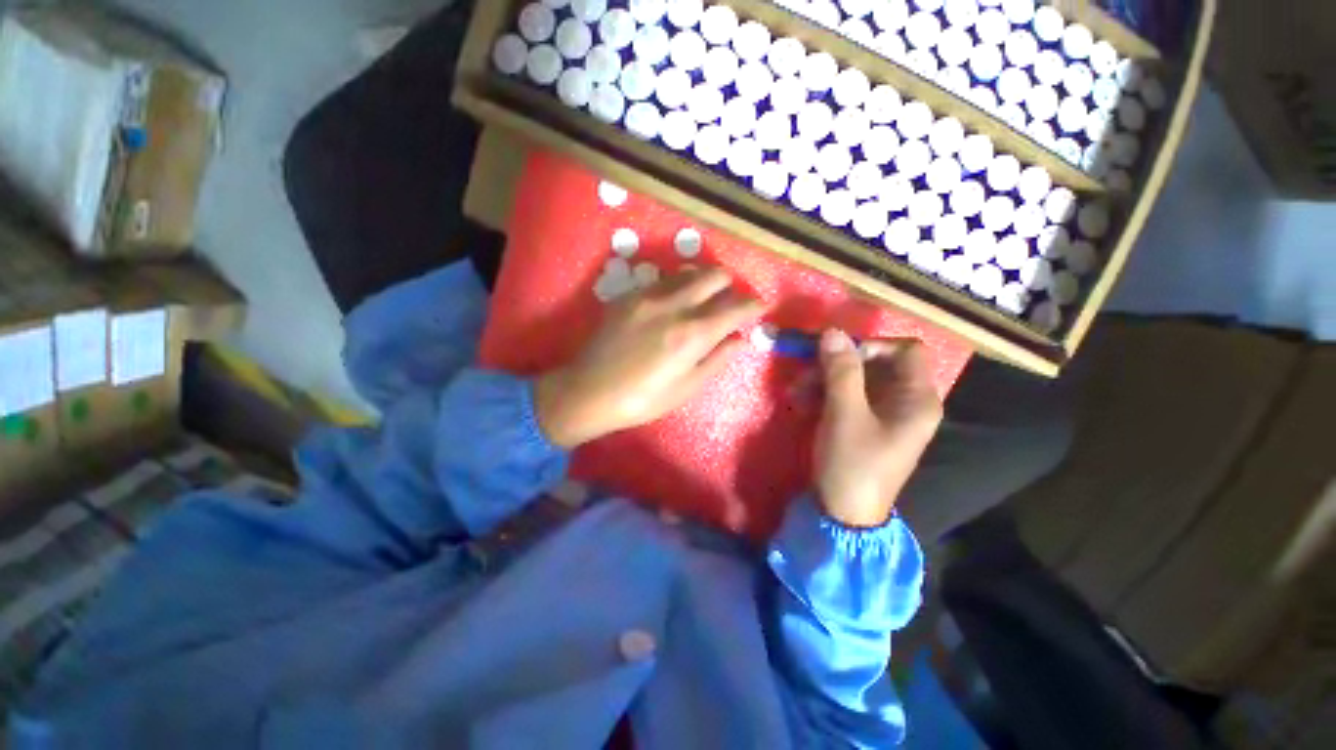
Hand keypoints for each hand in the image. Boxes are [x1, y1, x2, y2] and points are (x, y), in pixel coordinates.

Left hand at [535, 268, 764, 447]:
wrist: (589, 391)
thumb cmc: (642, 399)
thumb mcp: (686, 388)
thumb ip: (717, 359)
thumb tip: (739, 338)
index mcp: (692, 334)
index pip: (735, 307)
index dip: (754, 304)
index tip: (761, 306)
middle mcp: (673, 305)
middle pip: (714, 275)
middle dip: (730, 285)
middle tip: (729, 302)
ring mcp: (648, 295)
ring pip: (688, 271)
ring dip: (704, 282)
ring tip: (702, 300)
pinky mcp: (629, 294)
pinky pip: (664, 279)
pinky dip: (678, 286)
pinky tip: (673, 304)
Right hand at [814, 330, 943, 527]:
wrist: (843, 515)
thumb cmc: (852, 463)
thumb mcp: (845, 414)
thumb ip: (841, 371)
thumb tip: (833, 331)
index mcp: (917, 399)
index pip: (906, 350)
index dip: (871, 346)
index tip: (837, 356)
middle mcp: (906, 402)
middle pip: (875, 364)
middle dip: (836, 366)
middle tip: (804, 375)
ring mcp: (885, 414)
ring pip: (856, 380)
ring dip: (823, 381)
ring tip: (795, 394)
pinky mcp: (865, 424)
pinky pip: (847, 397)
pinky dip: (824, 396)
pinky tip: (801, 404)